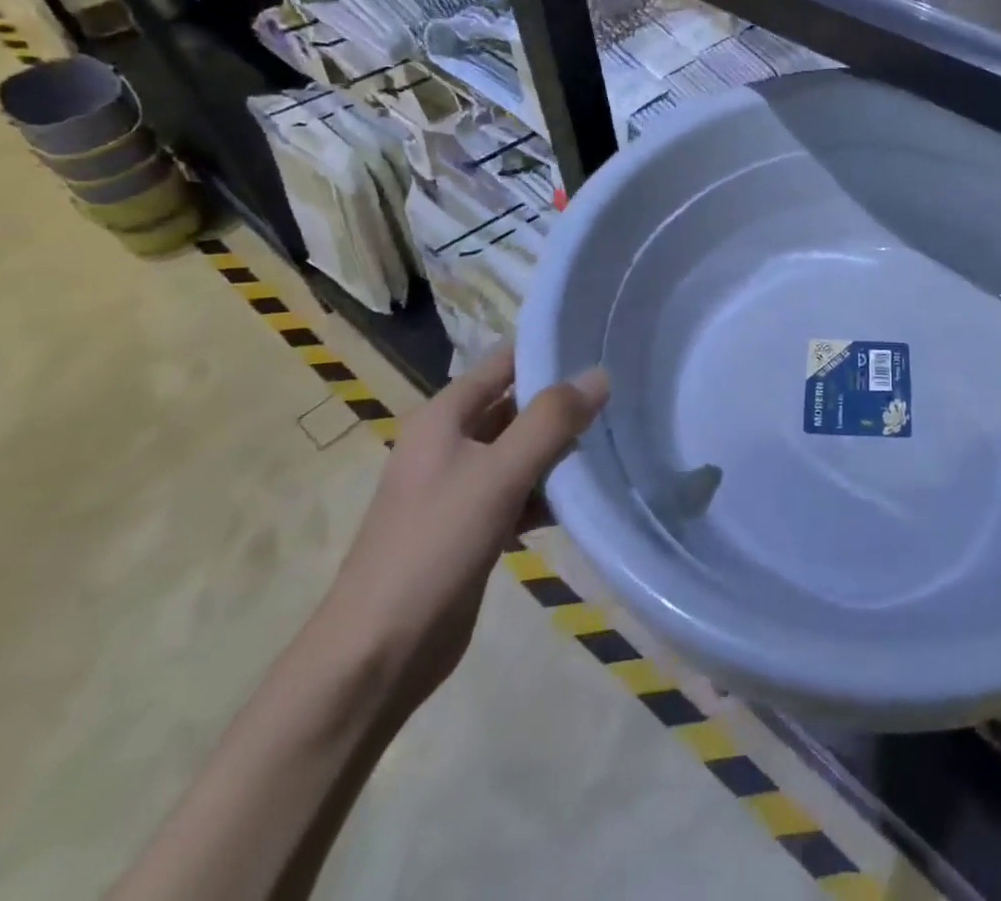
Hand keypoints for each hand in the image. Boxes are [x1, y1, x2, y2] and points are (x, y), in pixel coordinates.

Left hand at [316, 348, 608, 715]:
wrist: (377, 656)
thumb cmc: (433, 547)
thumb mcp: (497, 474)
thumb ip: (550, 421)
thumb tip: (599, 374)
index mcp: (443, 418)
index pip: (504, 362)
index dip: (548, 350)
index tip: (602, 344)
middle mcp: (450, 444)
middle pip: (517, 406)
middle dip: (564, 402)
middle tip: (623, 394)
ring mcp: (461, 487)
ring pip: (522, 451)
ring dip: (561, 450)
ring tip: (617, 441)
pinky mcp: (473, 526)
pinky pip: (520, 492)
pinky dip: (548, 492)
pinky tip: (585, 497)